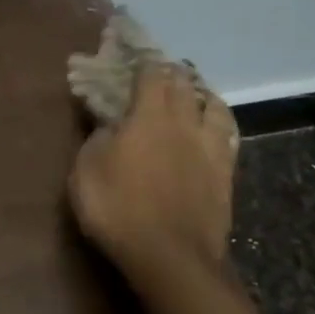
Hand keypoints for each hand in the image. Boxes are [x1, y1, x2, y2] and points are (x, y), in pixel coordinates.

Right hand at [69, 64, 238, 295]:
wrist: (170, 256)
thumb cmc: (117, 208)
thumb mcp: (86, 169)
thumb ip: (98, 138)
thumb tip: (110, 123)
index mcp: (147, 116)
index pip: (150, 75)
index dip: (142, 62)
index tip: (134, 56)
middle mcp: (183, 123)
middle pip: (184, 85)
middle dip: (172, 73)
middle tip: (162, 71)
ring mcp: (209, 149)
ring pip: (214, 107)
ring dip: (202, 95)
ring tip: (194, 94)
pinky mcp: (226, 175)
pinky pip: (228, 137)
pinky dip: (219, 124)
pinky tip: (215, 128)